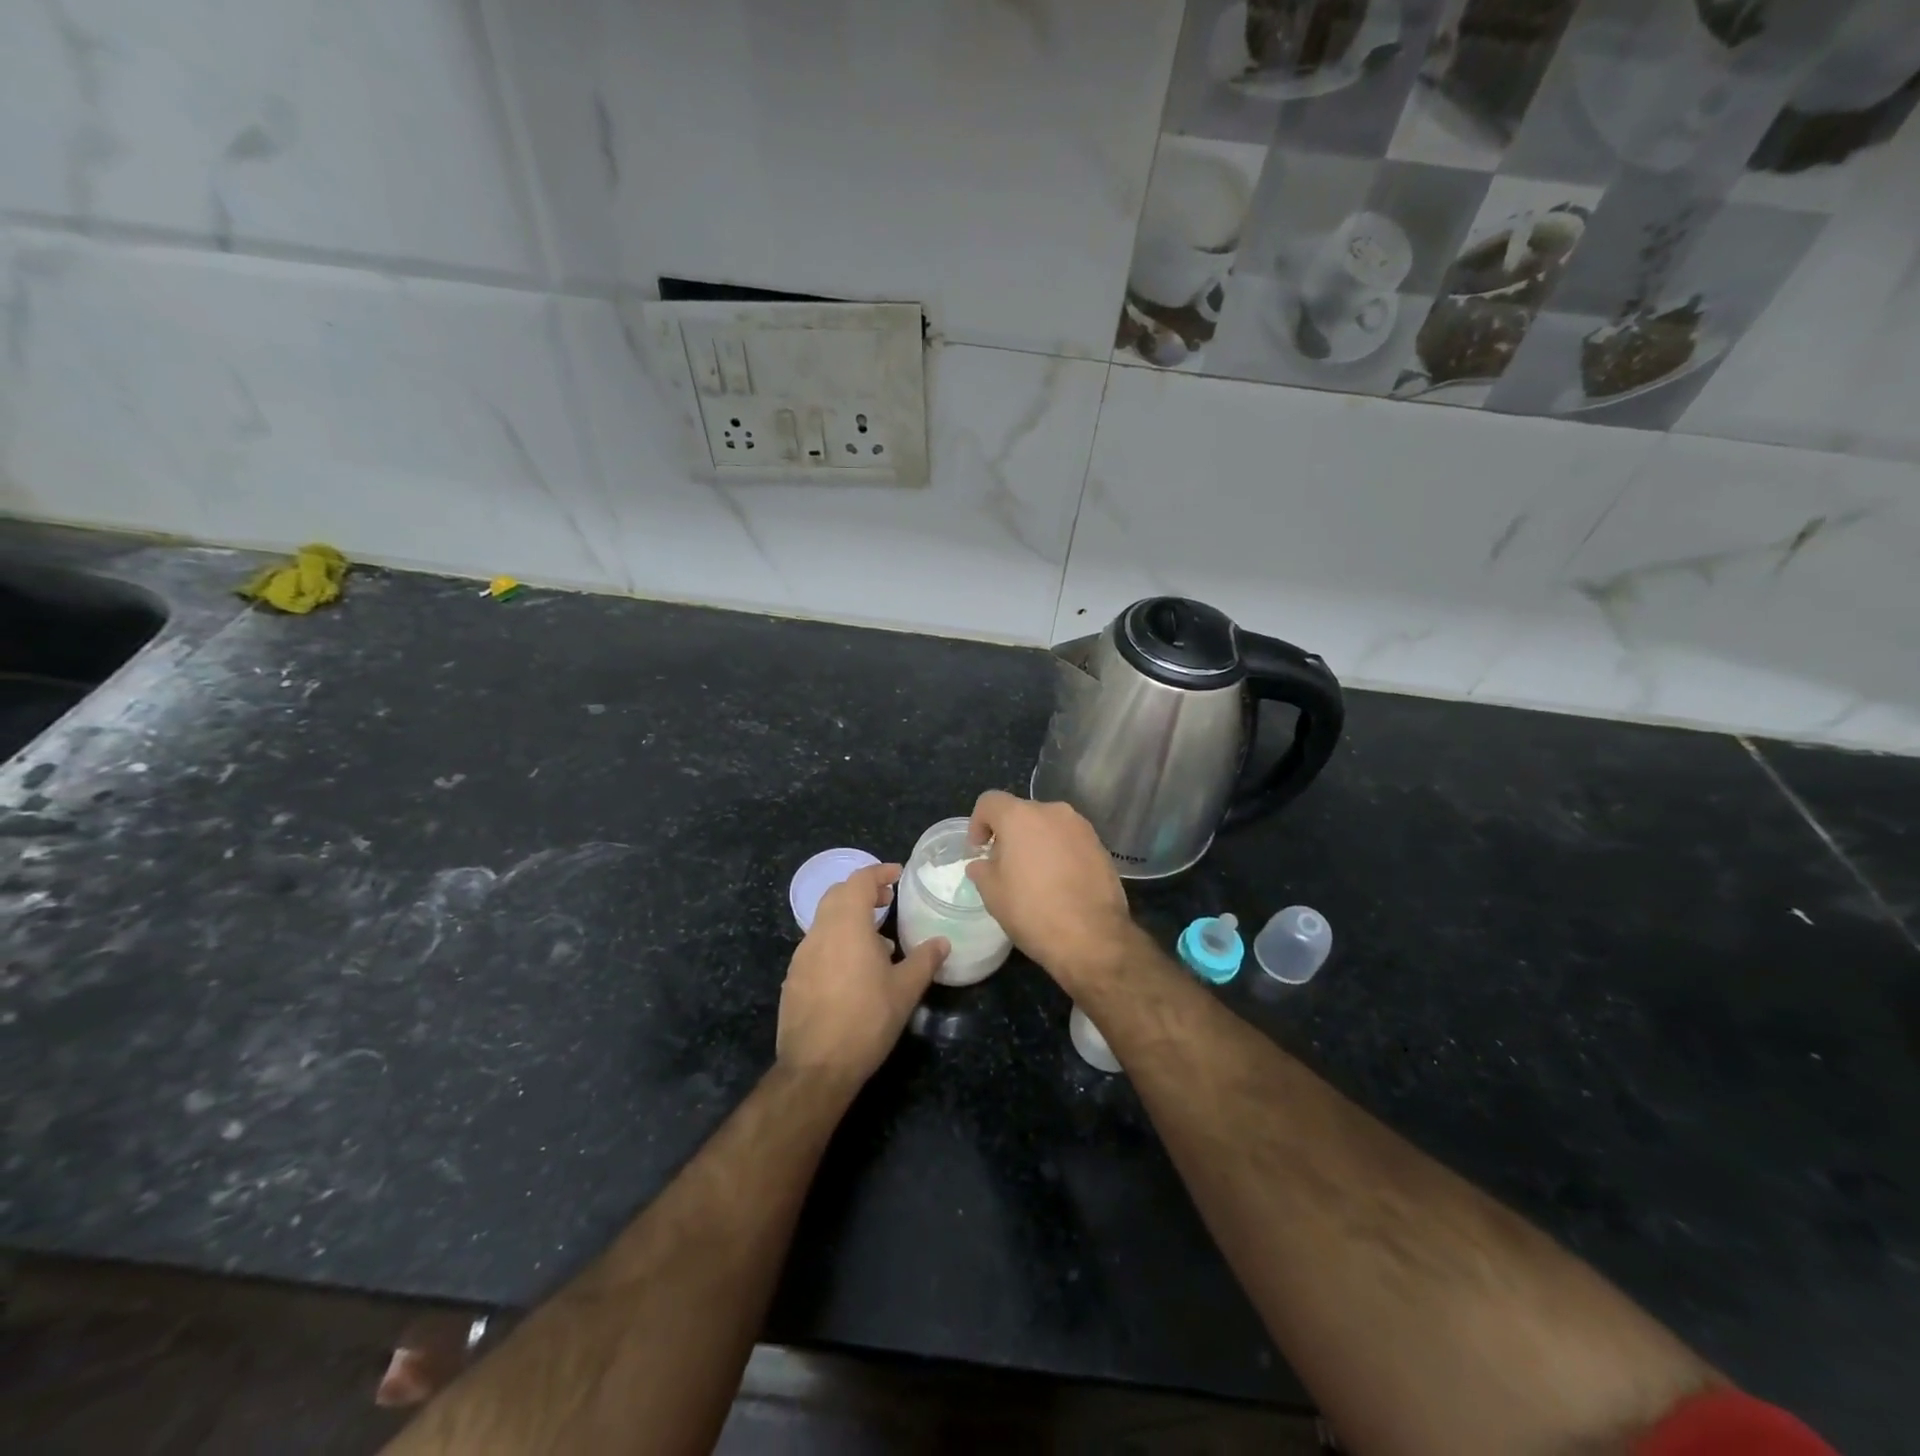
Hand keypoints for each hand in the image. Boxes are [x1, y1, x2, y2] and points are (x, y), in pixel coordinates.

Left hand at [777, 864, 945, 1090]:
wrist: (816, 1067)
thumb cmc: (867, 1020)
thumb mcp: (905, 990)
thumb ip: (924, 960)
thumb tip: (942, 942)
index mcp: (847, 925)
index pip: (859, 881)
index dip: (879, 872)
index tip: (897, 875)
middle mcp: (820, 932)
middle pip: (837, 895)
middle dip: (862, 891)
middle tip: (887, 900)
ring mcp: (802, 955)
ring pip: (825, 920)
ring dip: (849, 917)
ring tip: (877, 940)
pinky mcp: (793, 977)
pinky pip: (816, 945)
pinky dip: (836, 941)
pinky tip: (854, 970)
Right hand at [964, 791, 1135, 990]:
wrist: (1092, 937)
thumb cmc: (1033, 911)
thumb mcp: (993, 894)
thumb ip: (982, 870)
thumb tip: (982, 864)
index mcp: (1020, 817)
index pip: (990, 801)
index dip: (977, 823)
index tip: (978, 850)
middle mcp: (1053, 812)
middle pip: (1021, 812)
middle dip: (1008, 834)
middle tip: (1003, 866)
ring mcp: (1081, 827)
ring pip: (1048, 826)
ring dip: (1036, 842)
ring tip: (1033, 876)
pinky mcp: (1100, 846)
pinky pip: (1070, 841)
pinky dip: (1059, 853)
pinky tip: (1059, 883)